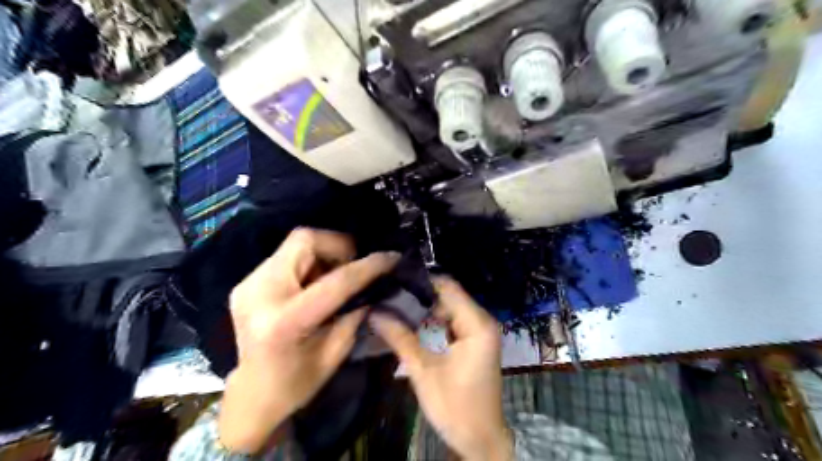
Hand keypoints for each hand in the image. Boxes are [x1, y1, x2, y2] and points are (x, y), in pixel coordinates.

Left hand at [216, 229, 400, 451]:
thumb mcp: (336, 353)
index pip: (335, 281)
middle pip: (305, 241)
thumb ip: (355, 313)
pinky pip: (287, 256)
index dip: (368, 266)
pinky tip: (314, 283)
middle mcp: (261, 293)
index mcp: (285, 322)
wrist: (250, 396)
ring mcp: (248, 284)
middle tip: (354, 266)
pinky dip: (309, 262)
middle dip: (338, 247)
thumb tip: (375, 284)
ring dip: (324, 254)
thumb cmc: (296, 385)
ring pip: (296, 243)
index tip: (392, 258)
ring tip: (334, 276)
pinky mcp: (247, 282)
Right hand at [373, 278, 510, 460]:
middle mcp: (483, 320)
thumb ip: (399, 337)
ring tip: (394, 304)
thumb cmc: (455, 406)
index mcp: (477, 323)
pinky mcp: (475, 340)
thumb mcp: (423, 370)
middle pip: (449, 295)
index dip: (420, 282)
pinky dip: (433, 319)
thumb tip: (374, 312)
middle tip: (388, 293)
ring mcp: (480, 330)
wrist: (480, 438)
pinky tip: (411, 321)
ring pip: (449, 307)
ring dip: (425, 307)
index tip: (393, 279)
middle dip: (419, 295)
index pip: (448, 287)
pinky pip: (452, 320)